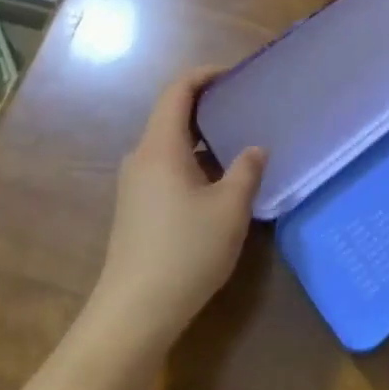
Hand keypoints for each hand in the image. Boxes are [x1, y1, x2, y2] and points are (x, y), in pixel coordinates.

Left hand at [90, 67, 265, 347]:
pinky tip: (218, 185)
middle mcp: (141, 158)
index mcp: (160, 147)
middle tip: (245, 108)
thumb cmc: (185, 252)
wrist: (133, 315)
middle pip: (172, 115)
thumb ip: (246, 170)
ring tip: (239, 145)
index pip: (177, 91)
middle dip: (208, 106)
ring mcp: (134, 186)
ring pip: (170, 146)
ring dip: (203, 139)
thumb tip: (255, 149)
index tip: (235, 74)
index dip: (204, 75)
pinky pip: (166, 169)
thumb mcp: (230, 209)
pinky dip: (193, 163)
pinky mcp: (135, 210)